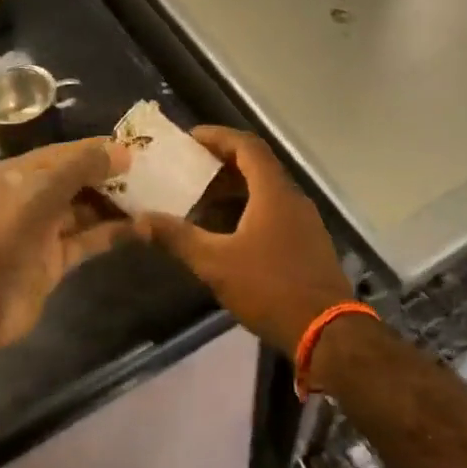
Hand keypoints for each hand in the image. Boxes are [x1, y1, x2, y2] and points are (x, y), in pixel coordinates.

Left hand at [0, 137, 132, 346]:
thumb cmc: (7, 236)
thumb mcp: (43, 192)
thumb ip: (82, 168)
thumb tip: (123, 152)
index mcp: (19, 174)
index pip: (66, 152)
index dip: (99, 149)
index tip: (137, 149)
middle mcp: (30, 198)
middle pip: (77, 180)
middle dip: (110, 177)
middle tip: (152, 173)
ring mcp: (43, 230)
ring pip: (85, 210)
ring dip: (115, 205)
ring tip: (153, 198)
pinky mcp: (55, 259)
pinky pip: (88, 239)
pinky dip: (112, 232)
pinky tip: (142, 227)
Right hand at [135, 126, 352, 357]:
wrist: (327, 331)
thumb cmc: (270, 288)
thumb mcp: (216, 263)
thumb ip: (178, 238)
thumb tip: (139, 221)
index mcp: (274, 192)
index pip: (247, 146)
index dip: (218, 136)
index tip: (189, 138)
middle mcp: (293, 198)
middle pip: (257, 166)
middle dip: (222, 163)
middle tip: (188, 169)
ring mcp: (304, 221)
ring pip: (266, 190)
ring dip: (235, 188)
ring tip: (201, 199)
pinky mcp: (308, 242)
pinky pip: (275, 210)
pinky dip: (249, 209)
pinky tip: (227, 232)